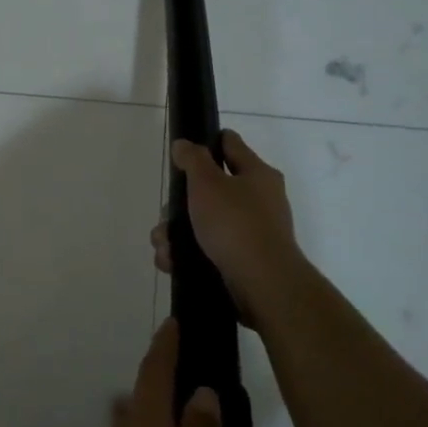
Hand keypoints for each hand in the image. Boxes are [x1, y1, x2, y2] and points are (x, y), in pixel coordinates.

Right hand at [152, 130, 306, 321]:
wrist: (262, 284)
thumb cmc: (235, 224)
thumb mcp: (208, 183)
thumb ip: (193, 159)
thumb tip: (184, 144)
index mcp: (257, 174)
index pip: (230, 144)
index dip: (206, 142)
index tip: (182, 152)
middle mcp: (258, 200)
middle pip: (209, 189)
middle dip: (180, 203)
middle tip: (168, 213)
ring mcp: (250, 232)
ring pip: (203, 223)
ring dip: (176, 233)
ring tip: (164, 246)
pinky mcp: (241, 260)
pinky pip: (206, 249)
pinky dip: (186, 255)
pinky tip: (171, 262)